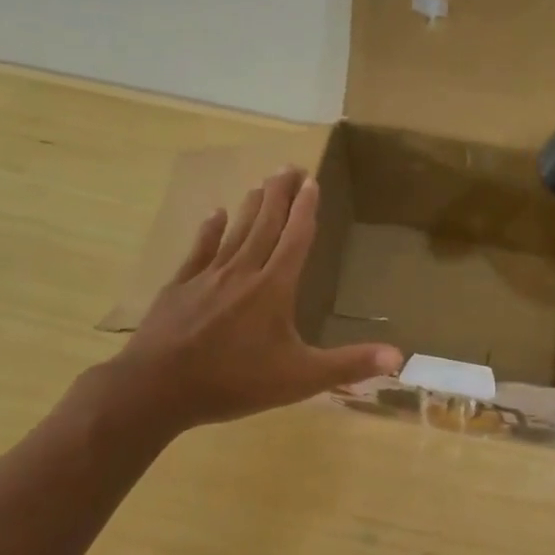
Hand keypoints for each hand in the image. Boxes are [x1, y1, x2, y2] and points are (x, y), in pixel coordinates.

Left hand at [96, 168, 403, 432]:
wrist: (156, 389)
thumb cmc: (235, 382)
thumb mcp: (301, 378)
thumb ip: (349, 365)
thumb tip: (399, 356)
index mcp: (274, 289)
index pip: (295, 239)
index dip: (306, 210)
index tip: (311, 181)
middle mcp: (243, 273)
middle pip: (265, 225)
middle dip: (280, 195)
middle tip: (289, 166)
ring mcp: (207, 278)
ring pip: (235, 233)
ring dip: (250, 206)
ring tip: (261, 182)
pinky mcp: (179, 288)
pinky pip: (199, 251)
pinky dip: (208, 231)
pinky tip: (213, 214)